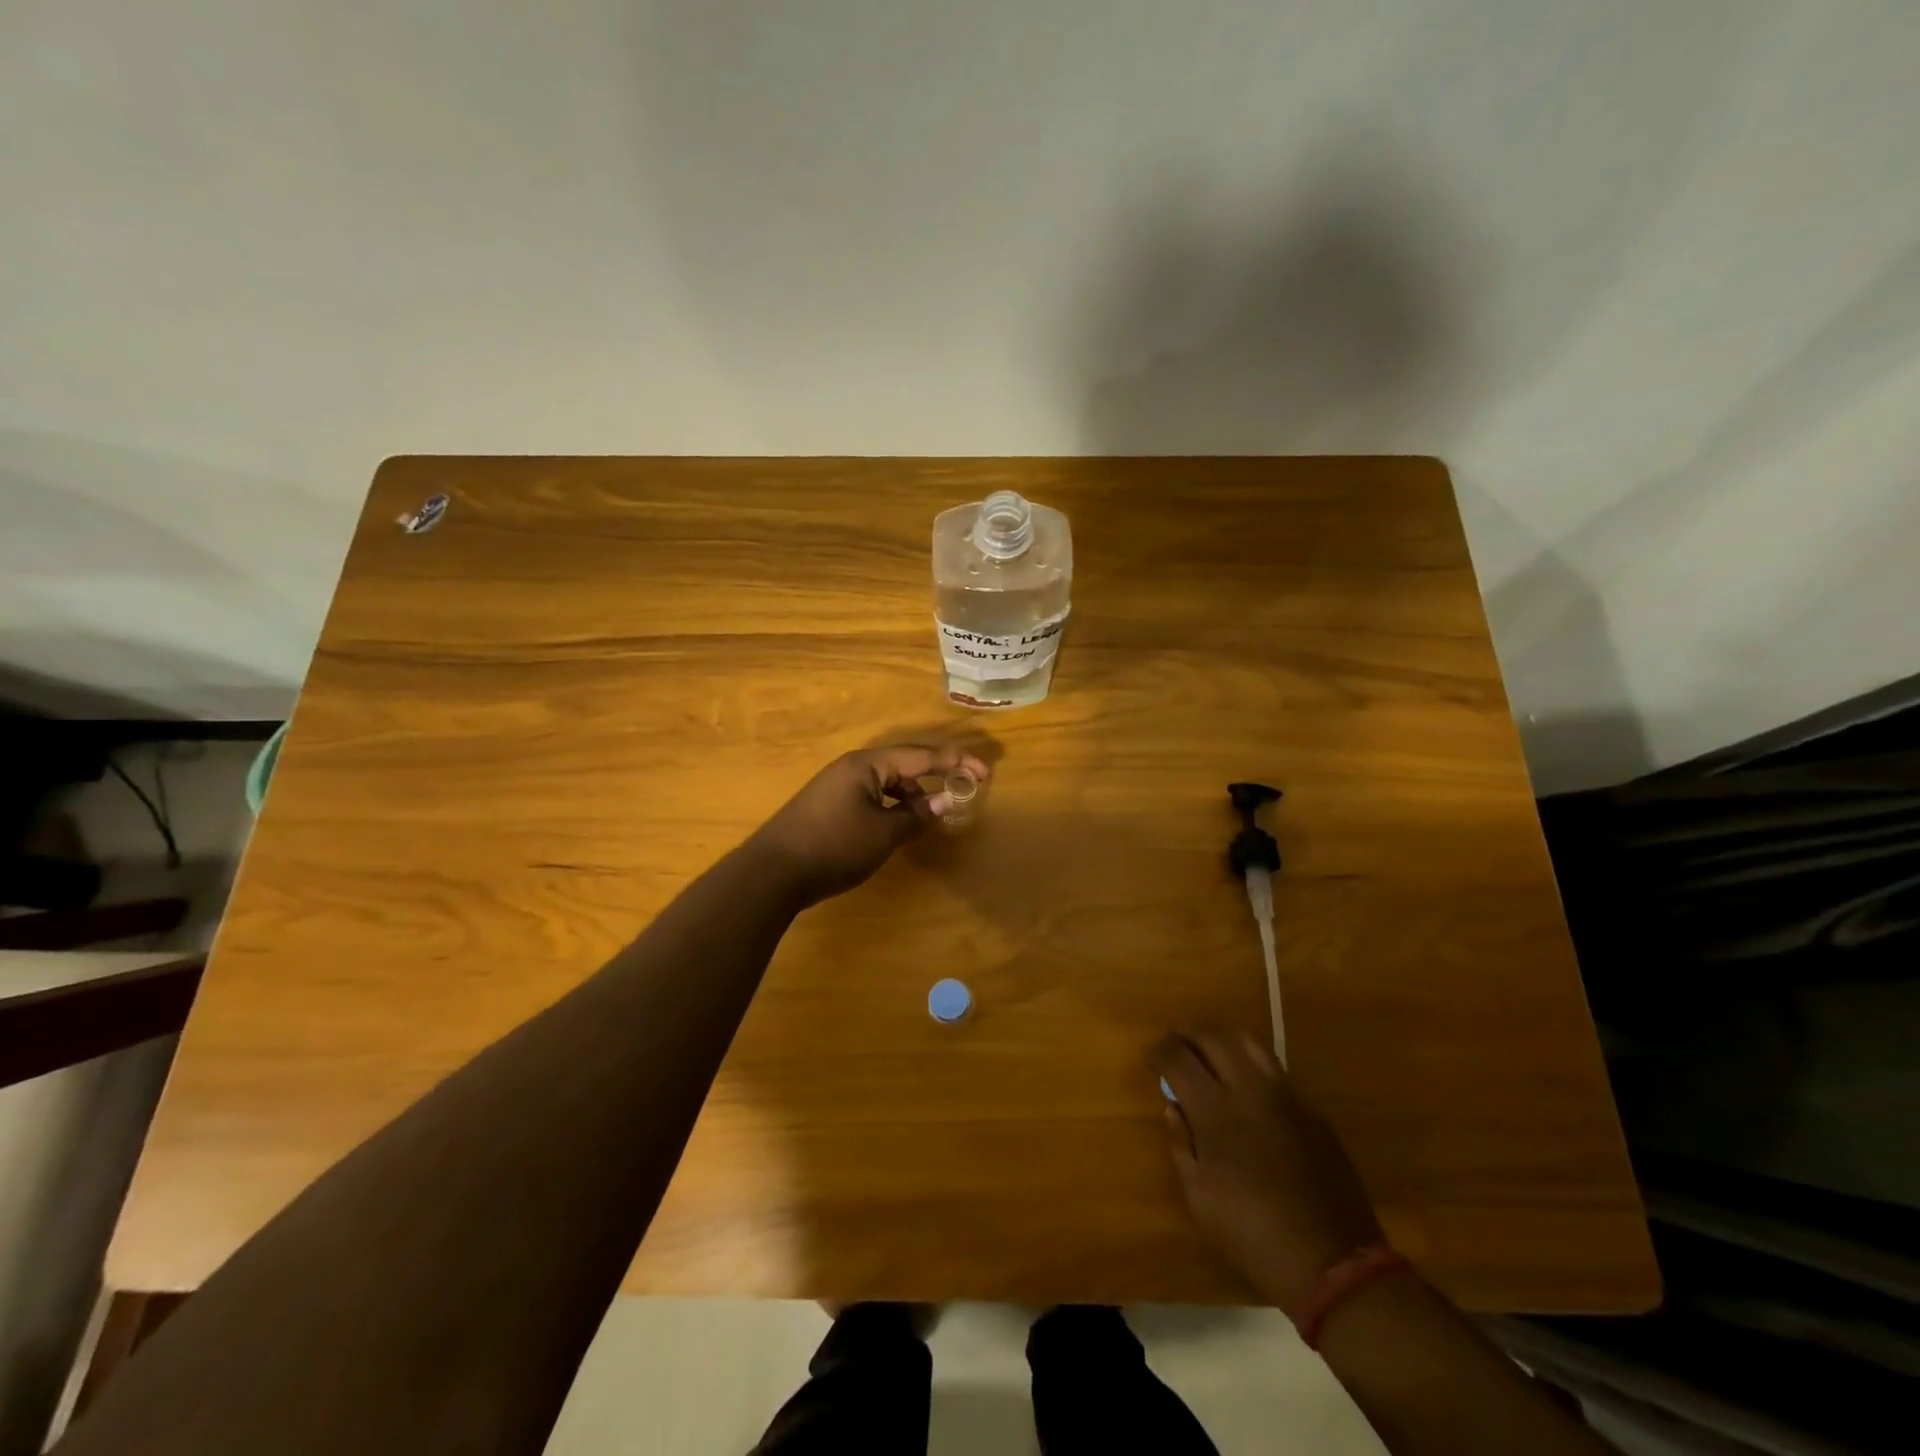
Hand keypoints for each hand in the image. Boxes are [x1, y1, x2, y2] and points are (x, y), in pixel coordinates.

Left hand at [749, 746, 989, 907]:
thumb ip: (917, 815)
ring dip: (912, 794)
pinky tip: (899, 824)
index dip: (955, 762)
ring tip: (931, 815)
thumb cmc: (833, 847)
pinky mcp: (829, 805)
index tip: (985, 771)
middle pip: (904, 763)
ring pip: (886, 781)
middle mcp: (852, 767)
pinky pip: (872, 795)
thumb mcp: (883, 834)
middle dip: (935, 774)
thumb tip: (944, 800)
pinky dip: (892, 805)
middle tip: (964, 785)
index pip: (921, 756)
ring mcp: (837, 785)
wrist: (772, 873)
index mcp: (866, 764)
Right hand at [1159, 1030, 1383, 1320]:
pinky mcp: (1313, 1112)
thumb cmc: (1253, 1235)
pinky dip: (1252, 1069)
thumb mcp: (1199, 1198)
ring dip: (1222, 1041)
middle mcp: (1251, 1091)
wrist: (1333, 1265)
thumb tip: (1174, 1108)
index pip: (1178, 1058)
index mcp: (1216, 1112)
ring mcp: (1287, 1098)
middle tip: (1176, 1048)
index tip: (1152, 1058)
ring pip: (1249, 1042)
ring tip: (1211, 1056)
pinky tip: (1248, 1093)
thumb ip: (1181, 1144)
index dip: (1159, 1051)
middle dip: (1188, 1035)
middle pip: (1213, 1037)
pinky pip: (1276, 1073)